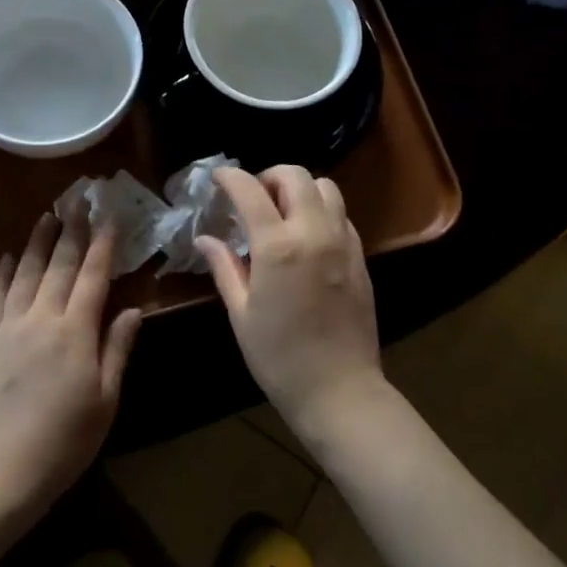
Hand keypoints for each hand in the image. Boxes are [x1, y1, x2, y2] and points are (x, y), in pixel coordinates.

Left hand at [0, 214, 141, 521]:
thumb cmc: (63, 442)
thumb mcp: (105, 400)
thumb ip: (117, 350)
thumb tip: (131, 309)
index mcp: (75, 332)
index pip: (93, 276)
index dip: (103, 244)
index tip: (110, 217)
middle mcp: (41, 318)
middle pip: (59, 265)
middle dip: (72, 231)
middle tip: (79, 201)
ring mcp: (8, 328)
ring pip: (24, 273)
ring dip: (37, 242)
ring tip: (47, 216)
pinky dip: (0, 274)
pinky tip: (4, 257)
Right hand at [197, 166, 384, 442]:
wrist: (339, 390)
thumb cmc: (279, 357)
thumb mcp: (241, 313)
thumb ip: (224, 267)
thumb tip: (205, 239)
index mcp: (278, 247)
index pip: (251, 190)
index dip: (230, 177)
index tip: (218, 177)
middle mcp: (314, 233)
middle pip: (296, 175)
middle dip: (269, 176)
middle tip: (252, 197)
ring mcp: (343, 242)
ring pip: (326, 188)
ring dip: (300, 189)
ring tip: (282, 211)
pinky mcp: (361, 256)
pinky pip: (342, 215)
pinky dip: (321, 210)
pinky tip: (307, 236)